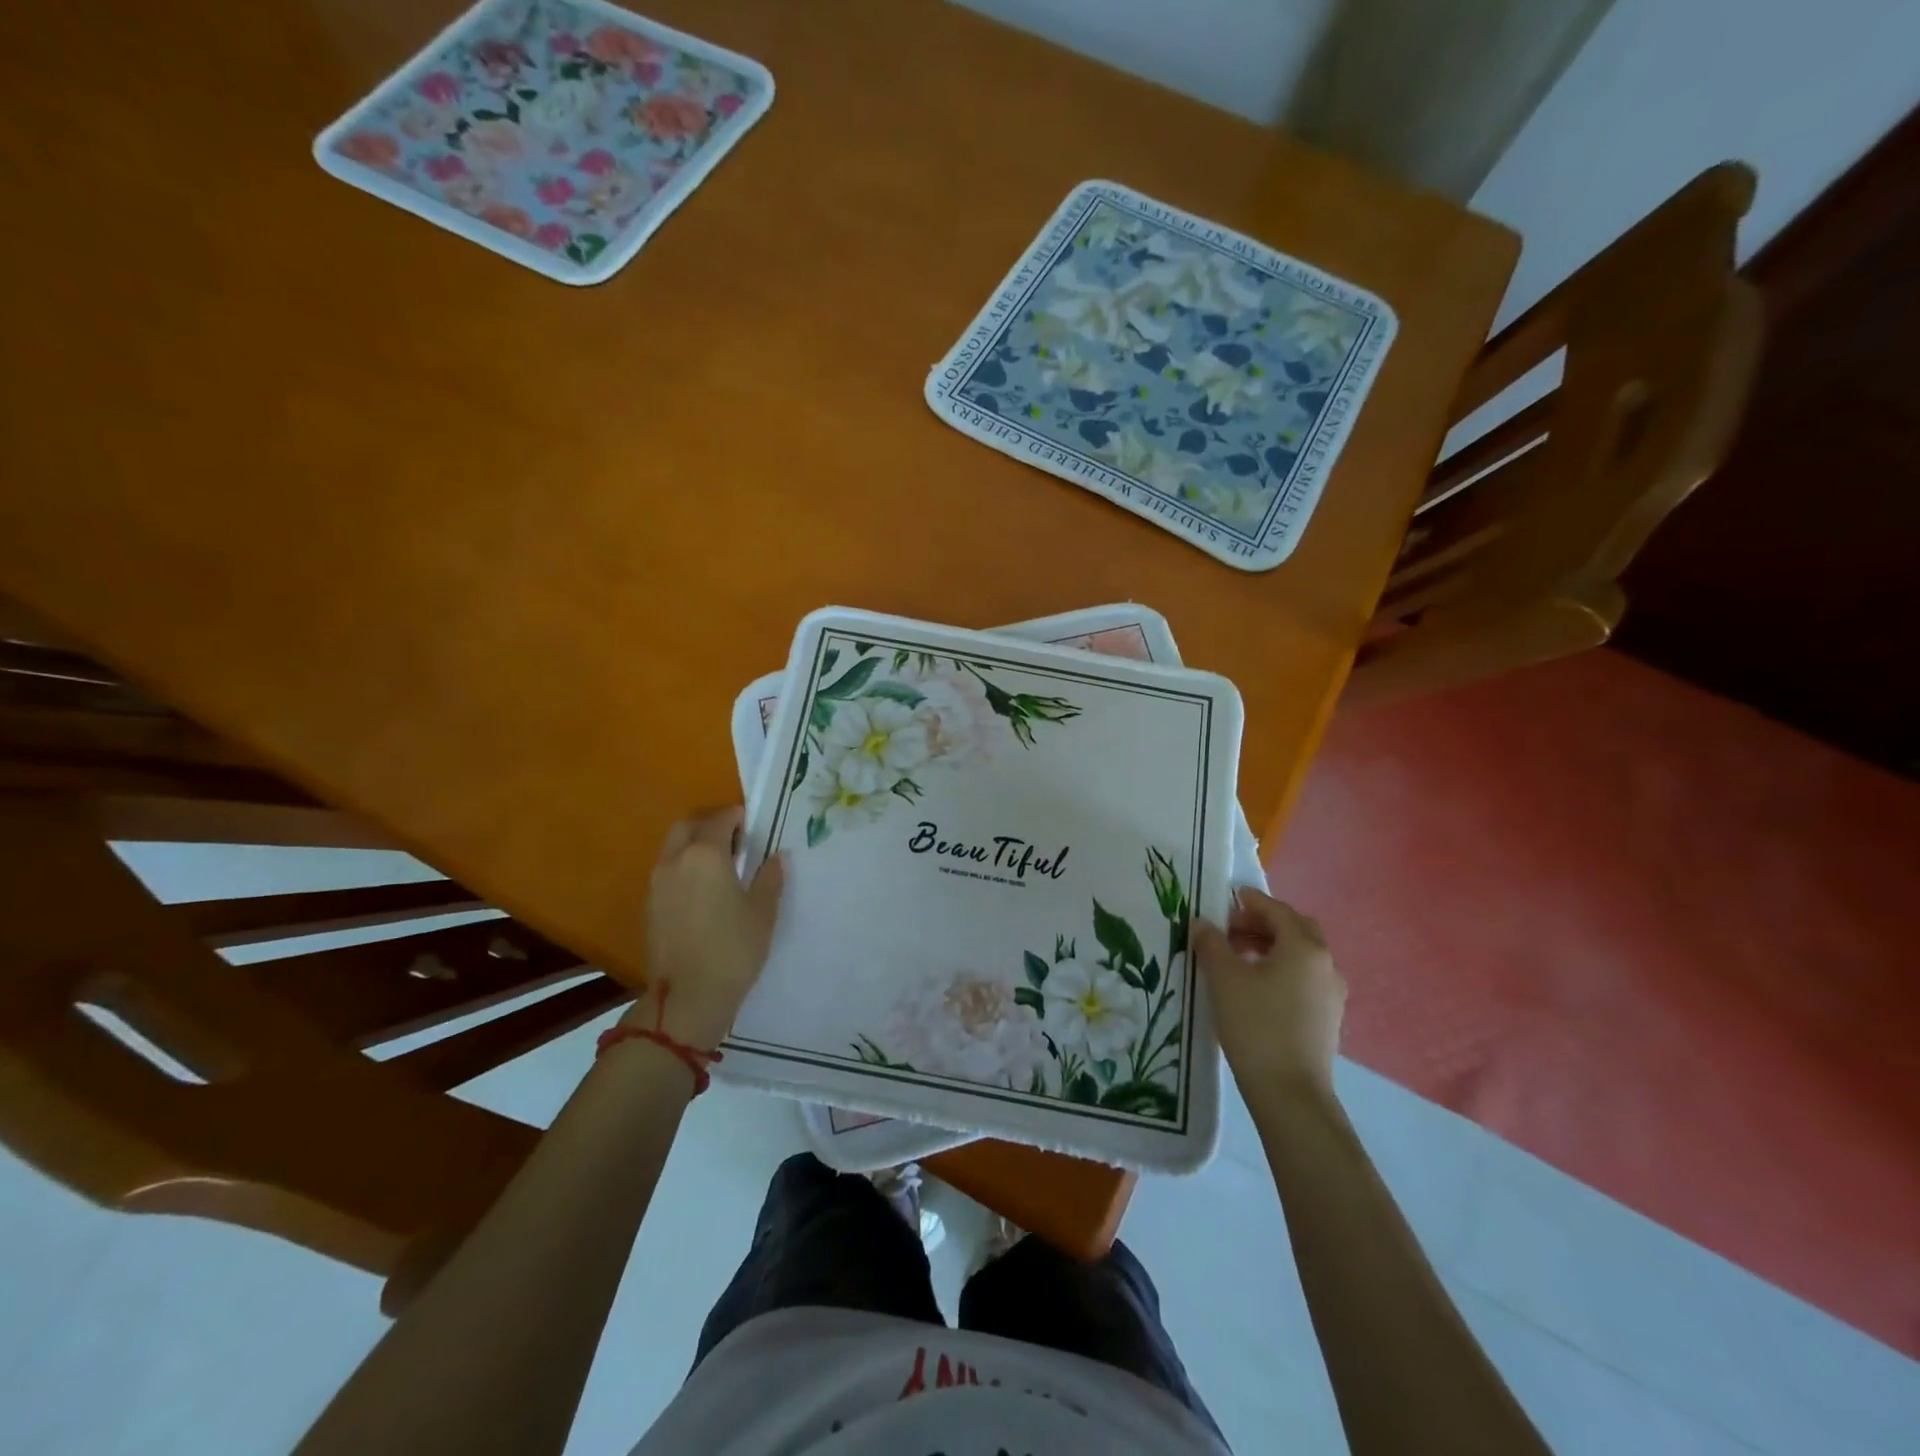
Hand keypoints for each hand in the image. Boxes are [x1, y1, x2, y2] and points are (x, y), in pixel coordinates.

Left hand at [631, 807, 784, 1047]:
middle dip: (709, 823)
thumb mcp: (763, 913)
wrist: (687, 998)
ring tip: (719, 864)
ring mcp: (657, 883)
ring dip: (694, 844)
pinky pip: (666, 870)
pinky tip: (702, 889)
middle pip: (687, 825)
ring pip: (673, 847)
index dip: (736, 816)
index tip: (751, 822)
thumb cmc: (733, 950)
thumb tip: (776, 857)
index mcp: (706, 855)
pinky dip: (683, 866)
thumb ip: (769, 878)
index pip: (720, 820)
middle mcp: (675, 860)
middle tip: (734, 837)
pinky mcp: (649, 905)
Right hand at [1192, 887, 1344, 1099]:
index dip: (1251, 901)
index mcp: (1304, 947)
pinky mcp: (1328, 1018)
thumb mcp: (1223, 978)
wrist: (1289, 1092)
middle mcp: (1325, 964)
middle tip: (1232, 928)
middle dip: (1265, 923)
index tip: (1229, 898)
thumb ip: (1211, 943)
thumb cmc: (1255, 1024)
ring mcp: (1331, 994)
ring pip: (1302, 955)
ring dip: (1272, 946)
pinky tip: (1257, 987)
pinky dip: (1282, 969)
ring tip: (1238, 957)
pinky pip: (1304, 978)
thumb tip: (1202, 923)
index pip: (1277, 910)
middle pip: (1296, 929)